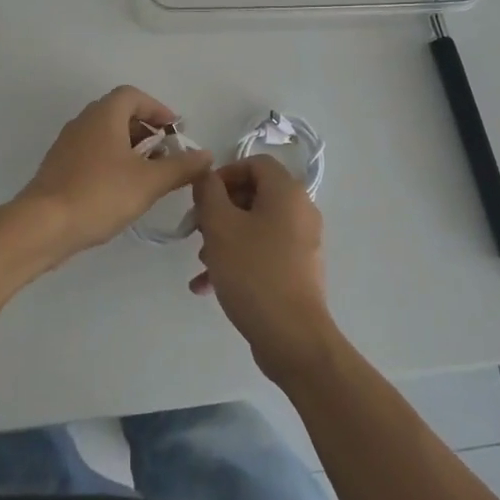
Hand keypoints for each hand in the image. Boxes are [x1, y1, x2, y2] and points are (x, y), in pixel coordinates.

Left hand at [16, 85, 211, 257]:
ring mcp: (67, 144)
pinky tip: (121, 191)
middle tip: (166, 156)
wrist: (42, 225)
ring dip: (130, 149)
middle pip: (119, 114)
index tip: (175, 131)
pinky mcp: (58, 167)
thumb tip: (206, 155)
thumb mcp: (149, 182)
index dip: (157, 109)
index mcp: (104, 115)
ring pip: (105, 136)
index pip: (133, 95)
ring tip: (148, 176)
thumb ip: (181, 167)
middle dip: (146, 131)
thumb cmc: (99, 194)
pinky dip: (112, 163)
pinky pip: (92, 154)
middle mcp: (83, 122)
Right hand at [190, 156, 338, 381]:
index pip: (254, 163)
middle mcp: (300, 211)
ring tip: (201, 262)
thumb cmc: (253, 271)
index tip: (201, 197)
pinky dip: (238, 260)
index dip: (224, 173)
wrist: (292, 336)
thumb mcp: (220, 226)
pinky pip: (263, 252)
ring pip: (255, 226)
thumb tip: (207, 175)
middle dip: (220, 211)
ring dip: (224, 238)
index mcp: (287, 192)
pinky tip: (207, 285)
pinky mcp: (298, 270)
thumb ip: (208, 192)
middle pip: (254, 195)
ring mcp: (302, 242)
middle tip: (197, 231)